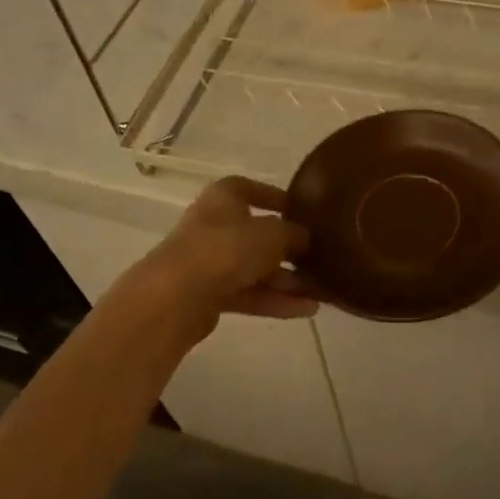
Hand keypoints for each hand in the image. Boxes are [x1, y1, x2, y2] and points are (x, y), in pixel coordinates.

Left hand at [137, 177, 317, 344]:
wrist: (177, 296)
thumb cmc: (227, 248)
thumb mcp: (274, 234)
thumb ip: (294, 234)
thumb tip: (305, 239)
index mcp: (223, 198)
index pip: (248, 189)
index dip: (273, 196)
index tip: (298, 210)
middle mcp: (213, 226)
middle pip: (256, 235)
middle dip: (288, 250)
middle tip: (318, 259)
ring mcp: (209, 262)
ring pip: (255, 269)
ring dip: (288, 281)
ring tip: (321, 293)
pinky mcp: (208, 295)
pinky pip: (249, 294)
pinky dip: (275, 300)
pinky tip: (307, 310)